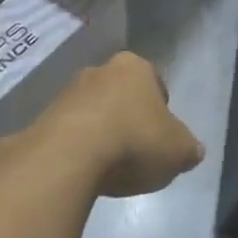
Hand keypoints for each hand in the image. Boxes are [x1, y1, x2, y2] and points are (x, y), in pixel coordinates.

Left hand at [38, 52, 204, 198]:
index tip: (161, 134)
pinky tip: (84, 170)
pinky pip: (69, 131)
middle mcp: (100, 70)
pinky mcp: (44, 117)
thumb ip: (188, 148)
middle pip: (120, 93)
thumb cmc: (134, 141)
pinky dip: (78, 146)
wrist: (69, 156)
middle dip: (127, 116)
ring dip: (100, 131)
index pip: (154, 82)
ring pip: (93, 110)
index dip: (160, 108)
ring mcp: (68, 91)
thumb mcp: (178, 151)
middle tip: (136, 149)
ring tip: (109, 165)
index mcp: (135, 67)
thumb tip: (193, 150)